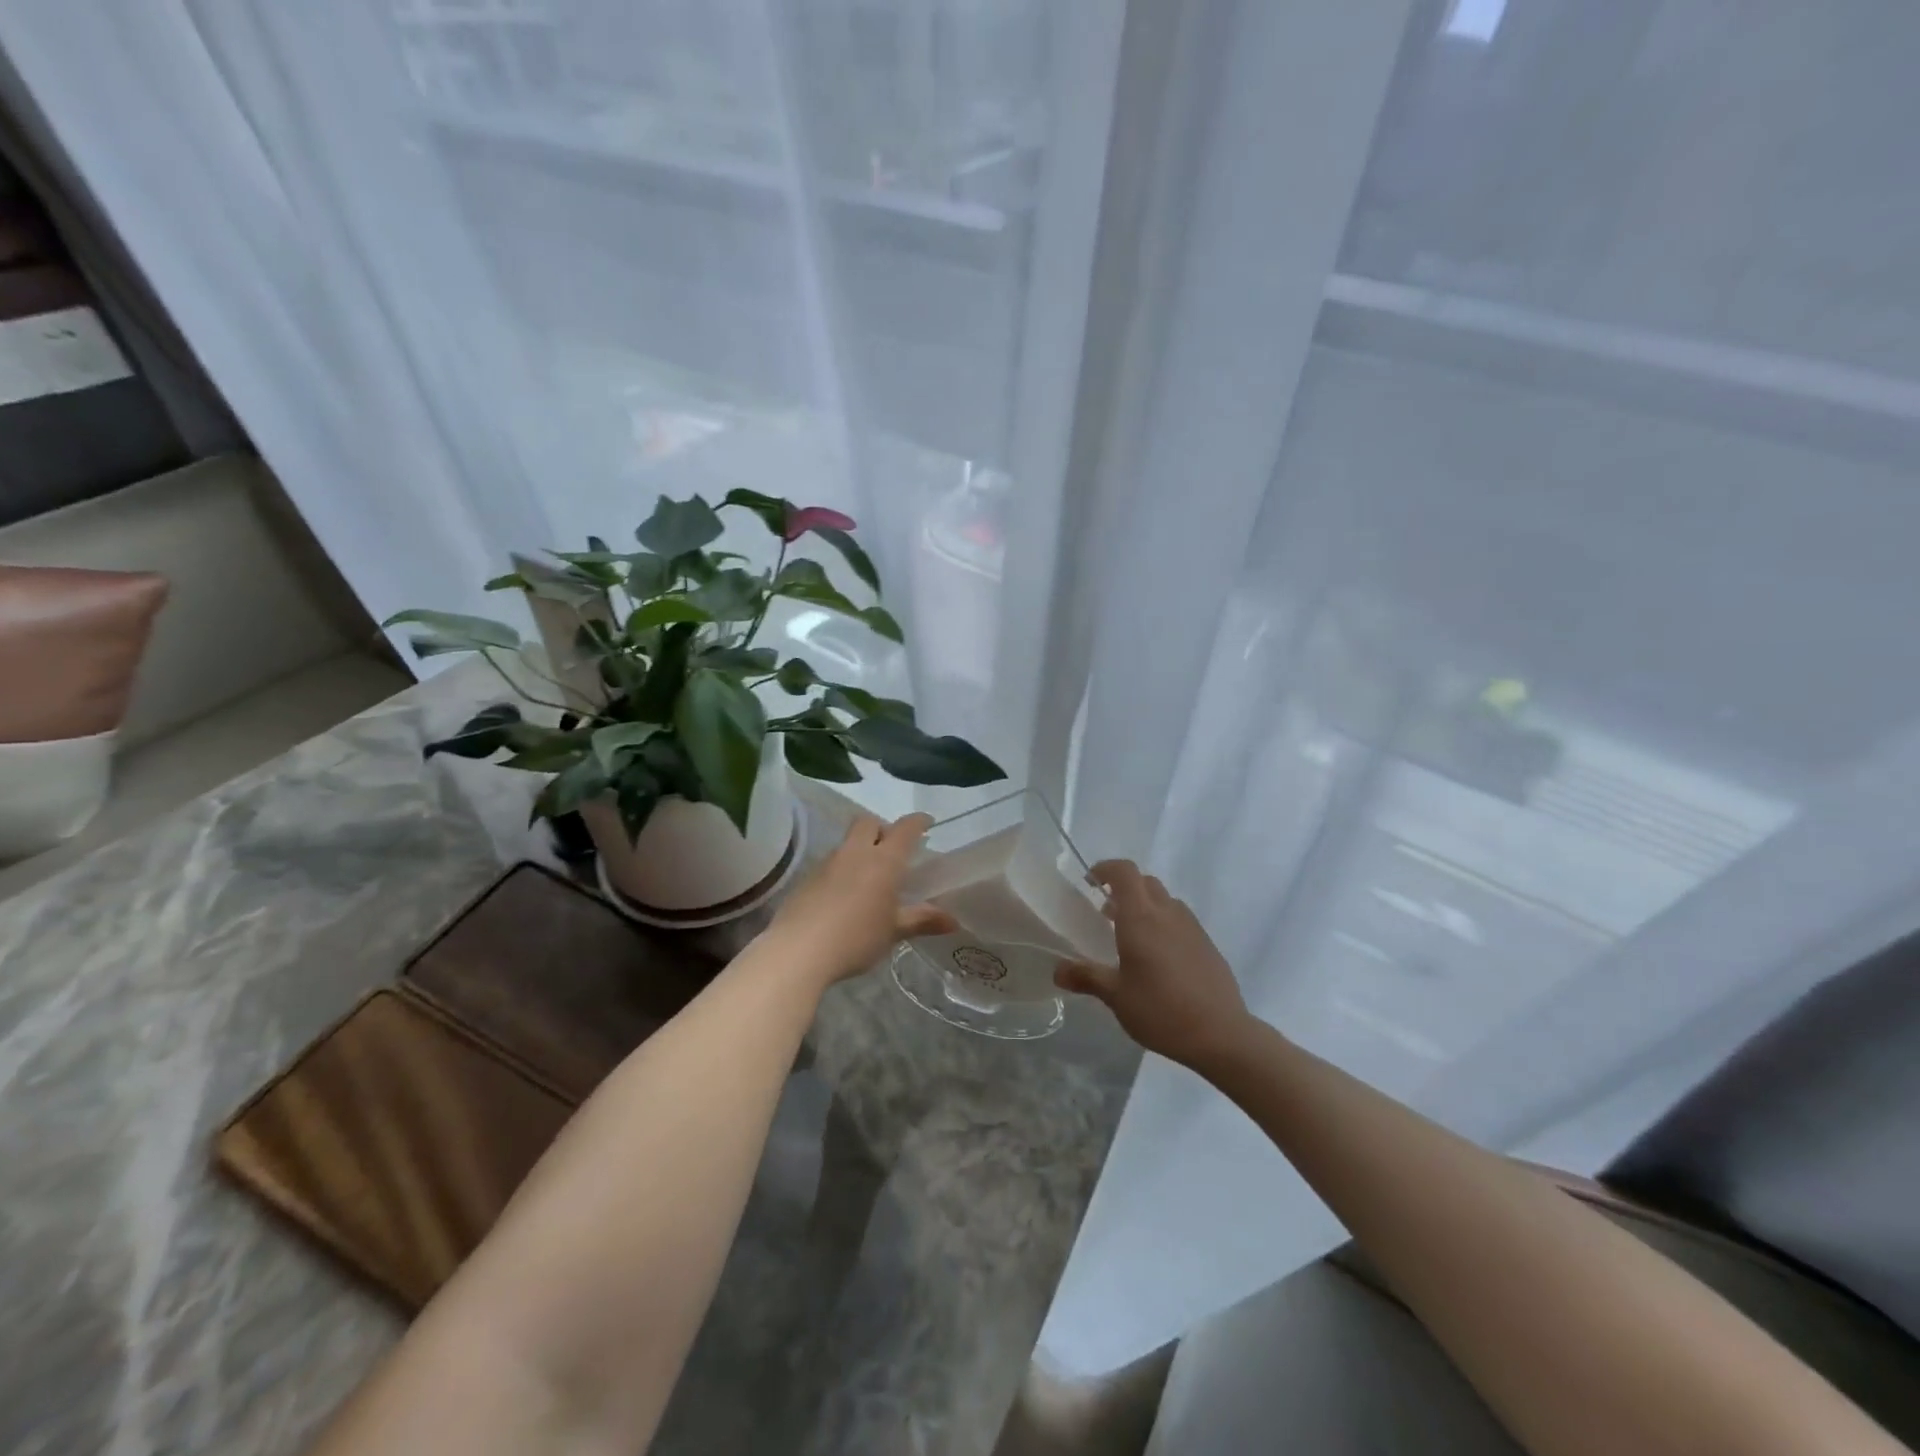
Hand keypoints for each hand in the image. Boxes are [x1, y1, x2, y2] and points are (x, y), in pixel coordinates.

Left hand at [762, 813, 956, 985]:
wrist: (798, 951)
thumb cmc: (856, 938)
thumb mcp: (894, 931)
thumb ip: (922, 921)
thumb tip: (953, 921)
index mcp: (884, 861)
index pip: (905, 828)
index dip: (918, 822)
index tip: (927, 823)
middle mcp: (855, 853)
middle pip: (869, 822)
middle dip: (883, 828)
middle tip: (892, 850)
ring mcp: (828, 863)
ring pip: (848, 842)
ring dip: (861, 850)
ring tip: (869, 878)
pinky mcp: (807, 878)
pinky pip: (831, 863)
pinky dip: (842, 870)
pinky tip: (844, 896)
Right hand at [1055, 860, 1250, 1067]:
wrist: (1221, 1034)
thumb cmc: (1161, 1010)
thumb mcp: (1116, 996)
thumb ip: (1086, 977)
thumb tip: (1057, 970)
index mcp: (1141, 918)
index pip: (1124, 872)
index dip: (1105, 869)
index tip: (1090, 883)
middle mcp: (1167, 913)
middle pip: (1145, 882)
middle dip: (1124, 889)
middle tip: (1106, 914)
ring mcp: (1192, 927)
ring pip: (1165, 901)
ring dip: (1146, 906)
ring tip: (1132, 937)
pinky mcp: (1208, 945)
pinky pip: (1181, 921)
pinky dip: (1164, 925)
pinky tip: (1159, 959)